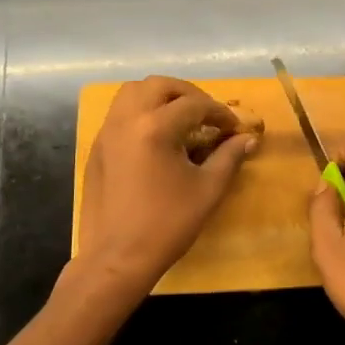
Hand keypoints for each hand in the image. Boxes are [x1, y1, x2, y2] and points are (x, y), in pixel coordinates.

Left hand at [75, 75, 257, 295]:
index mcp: (155, 128)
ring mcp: (107, 133)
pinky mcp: (97, 148)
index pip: (194, 104)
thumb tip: (248, 139)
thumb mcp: (207, 190)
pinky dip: (140, 112)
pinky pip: (118, 114)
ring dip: (160, 97)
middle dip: (187, 93)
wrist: (116, 258)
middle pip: (159, 85)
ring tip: (180, 118)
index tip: (234, 128)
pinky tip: (156, 137)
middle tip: (206, 113)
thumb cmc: (167, 225)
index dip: (219, 113)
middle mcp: (127, 120)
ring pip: (132, 93)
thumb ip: (228, 158)